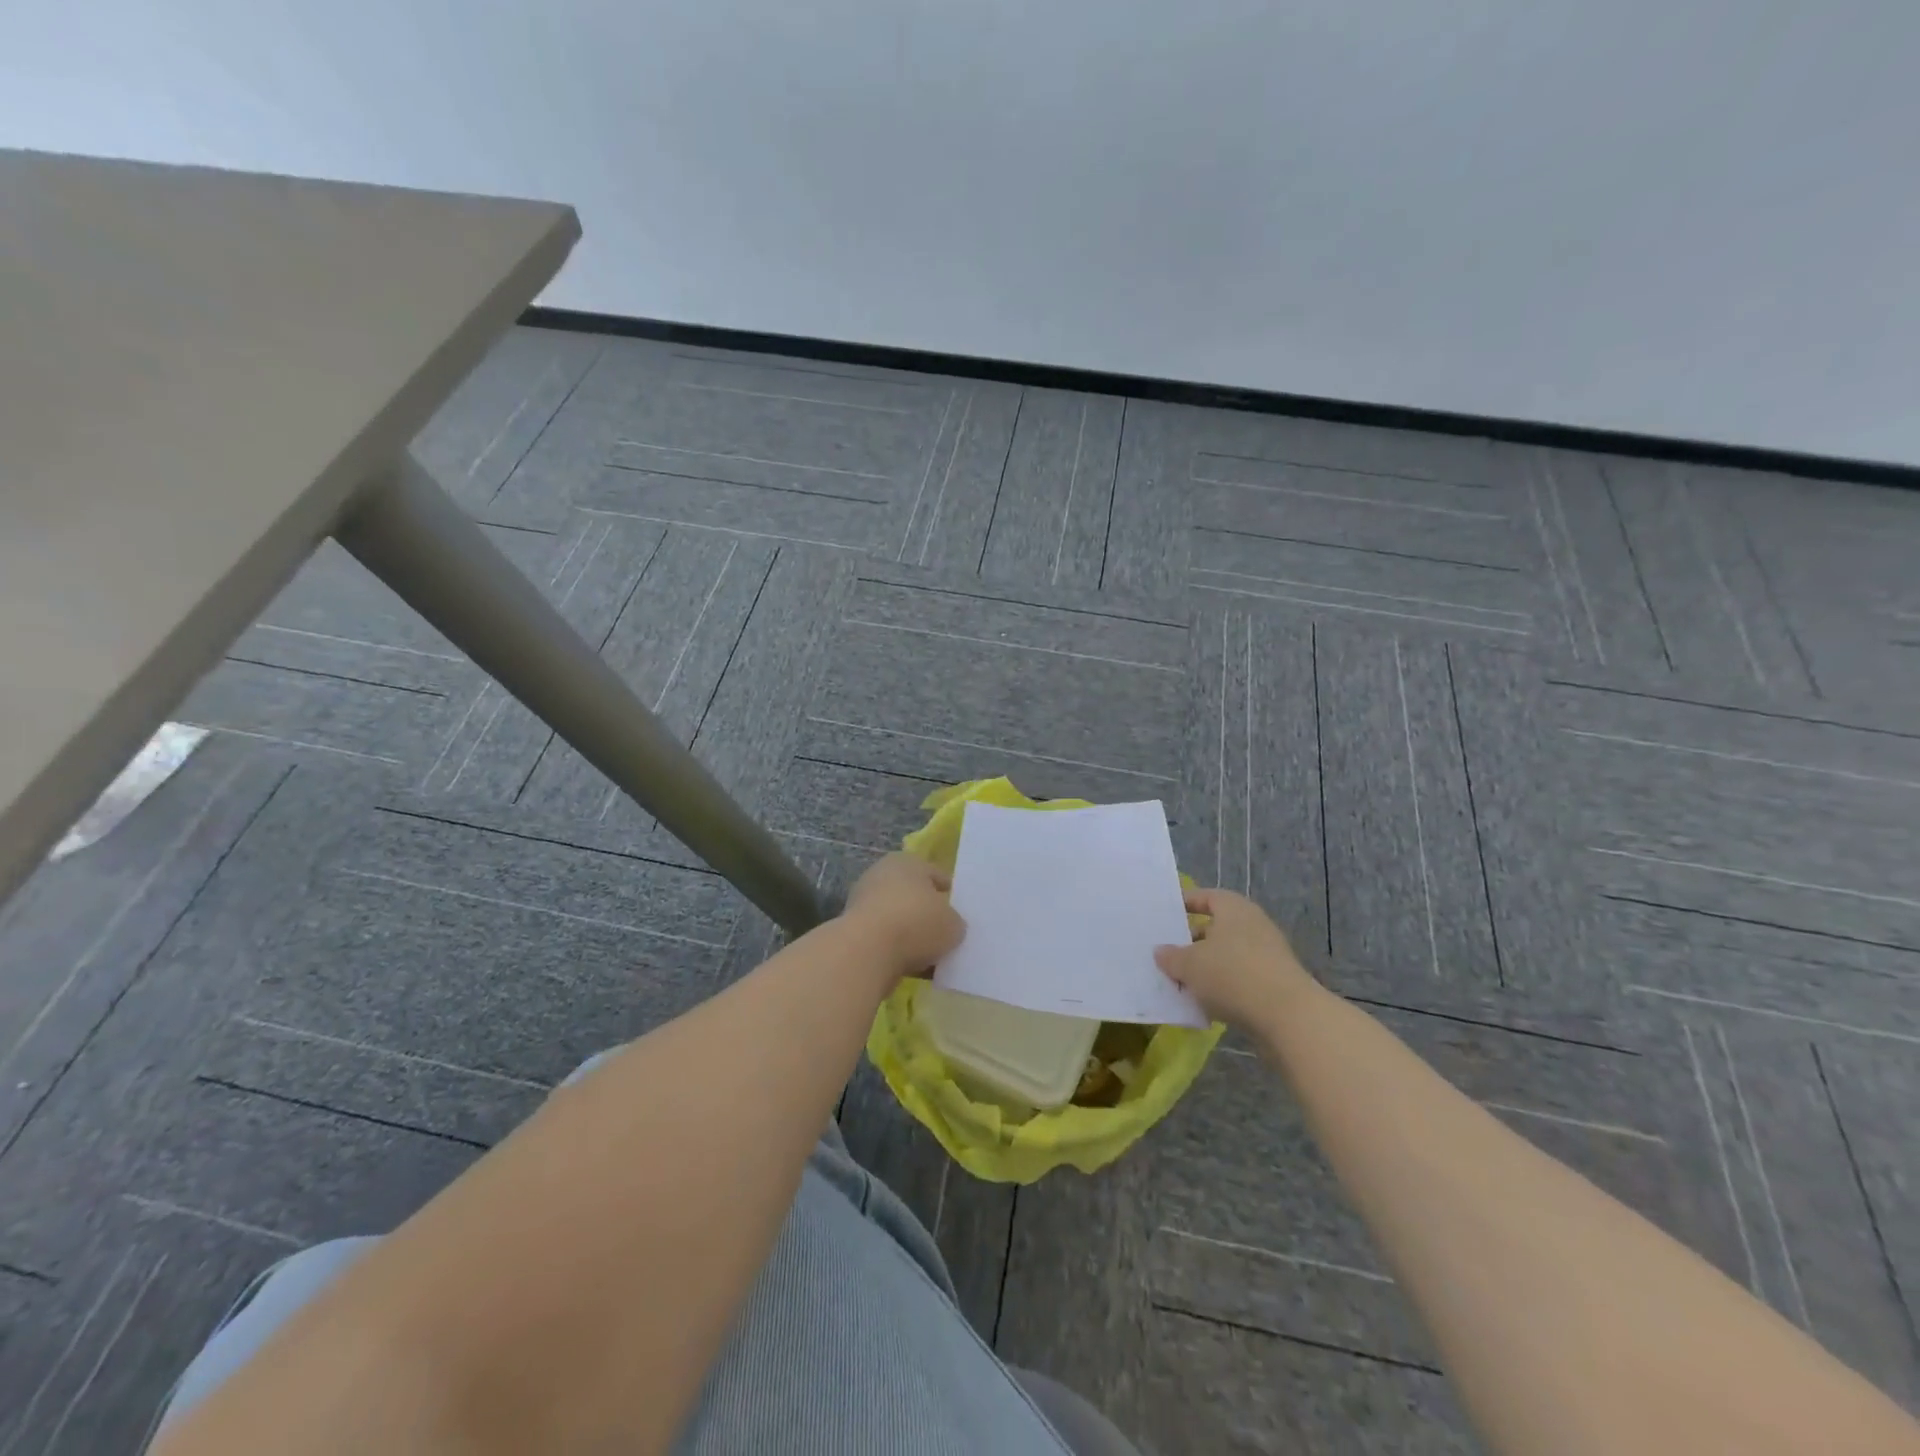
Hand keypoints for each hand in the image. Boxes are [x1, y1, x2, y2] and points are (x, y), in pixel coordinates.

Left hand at [843, 853, 964, 979]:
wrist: (866, 950)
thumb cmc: (916, 922)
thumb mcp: (953, 924)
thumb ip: (954, 922)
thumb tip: (949, 927)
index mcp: (907, 861)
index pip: (935, 874)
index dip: (949, 893)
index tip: (959, 912)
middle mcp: (881, 875)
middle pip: (912, 895)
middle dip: (926, 913)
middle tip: (944, 933)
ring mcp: (862, 902)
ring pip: (896, 919)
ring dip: (909, 934)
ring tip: (928, 955)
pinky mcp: (851, 930)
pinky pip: (882, 939)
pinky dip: (894, 950)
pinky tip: (909, 966)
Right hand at [1154, 888, 1316, 1026]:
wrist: (1289, 1017)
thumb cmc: (1232, 975)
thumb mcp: (1189, 965)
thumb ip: (1171, 956)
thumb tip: (1161, 951)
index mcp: (1234, 909)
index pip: (1206, 897)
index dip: (1186, 903)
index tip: (1166, 914)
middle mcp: (1253, 925)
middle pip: (1216, 928)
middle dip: (1192, 941)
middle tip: (1168, 953)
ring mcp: (1268, 955)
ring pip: (1227, 955)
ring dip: (1206, 967)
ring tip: (1181, 982)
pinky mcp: (1275, 983)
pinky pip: (1241, 978)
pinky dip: (1223, 987)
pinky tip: (1205, 1003)